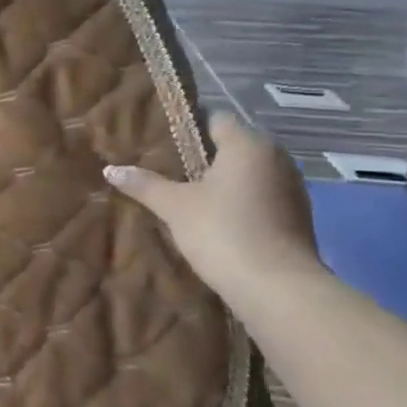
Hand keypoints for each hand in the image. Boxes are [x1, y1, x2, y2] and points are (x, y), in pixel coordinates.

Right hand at [104, 115, 320, 299]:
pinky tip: (216, 218)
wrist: (277, 288)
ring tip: (188, 194)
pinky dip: (240, 201)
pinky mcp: (297, 216)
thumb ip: (144, 184)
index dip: (188, 126)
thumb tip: (110, 169)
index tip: (161, 140)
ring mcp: (291, 187)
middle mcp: (275, 158)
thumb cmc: (222, 232)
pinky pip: (261, 196)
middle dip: (203, 155)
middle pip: (233, 145)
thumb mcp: (174, 206)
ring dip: (223, 180)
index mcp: (248, 145)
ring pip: (249, 172)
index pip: (215, 118)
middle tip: (167, 168)